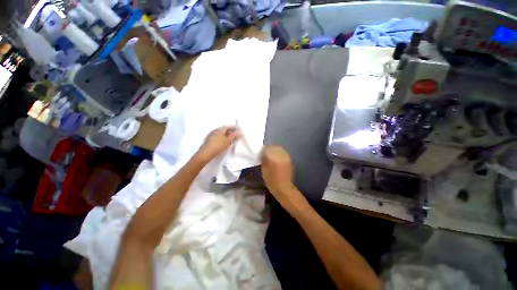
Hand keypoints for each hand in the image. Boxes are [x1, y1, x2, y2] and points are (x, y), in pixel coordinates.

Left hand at [196, 126, 241, 162]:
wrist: (206, 154)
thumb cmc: (218, 146)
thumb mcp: (228, 141)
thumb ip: (234, 136)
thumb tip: (240, 132)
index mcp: (220, 129)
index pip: (228, 126)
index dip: (234, 128)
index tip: (238, 131)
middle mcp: (215, 130)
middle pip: (224, 130)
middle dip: (230, 132)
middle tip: (235, 136)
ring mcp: (211, 135)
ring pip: (221, 134)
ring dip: (226, 135)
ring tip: (231, 140)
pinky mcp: (209, 140)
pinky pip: (217, 137)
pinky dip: (222, 138)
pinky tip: (224, 143)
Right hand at [261, 145, 299, 206]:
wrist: (284, 188)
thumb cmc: (271, 180)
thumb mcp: (264, 169)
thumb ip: (263, 159)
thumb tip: (263, 154)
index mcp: (273, 157)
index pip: (267, 148)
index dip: (263, 150)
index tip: (261, 154)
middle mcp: (281, 155)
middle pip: (274, 146)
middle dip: (269, 149)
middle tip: (265, 154)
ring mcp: (286, 156)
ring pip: (279, 149)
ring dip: (274, 150)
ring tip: (271, 156)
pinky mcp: (289, 159)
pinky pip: (283, 153)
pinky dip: (279, 153)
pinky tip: (276, 159)